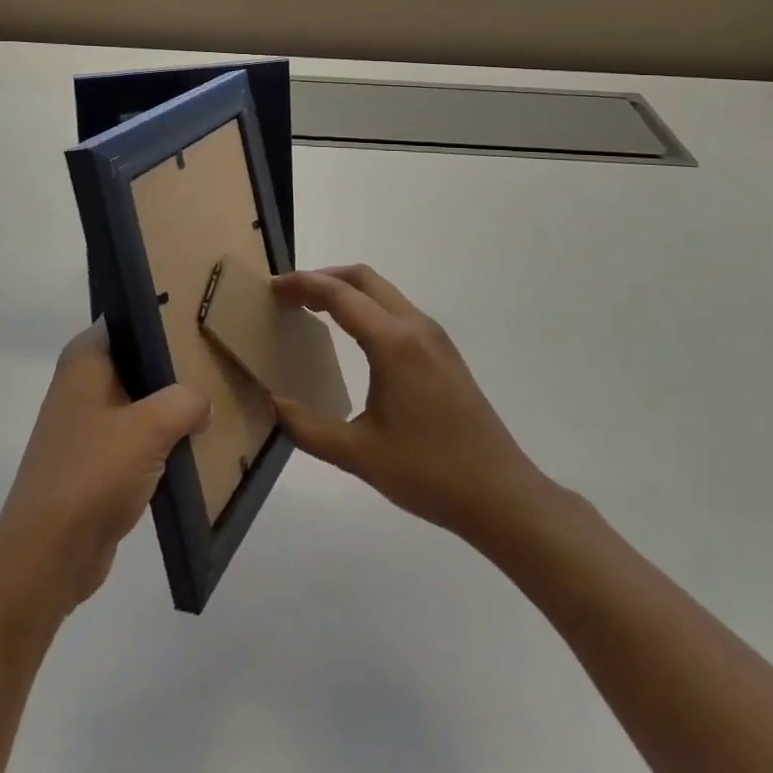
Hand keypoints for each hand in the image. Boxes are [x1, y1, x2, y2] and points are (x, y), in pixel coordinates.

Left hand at [0, 322, 210, 613]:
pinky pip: (137, 440)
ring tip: (217, 400)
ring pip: (140, 402)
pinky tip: (196, 447)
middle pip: (137, 360)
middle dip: (175, 365)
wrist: (47, 557)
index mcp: (85, 360)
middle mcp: (82, 384)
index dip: (163, 315)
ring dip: (171, 408)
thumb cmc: (92, 474)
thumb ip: (184, 402)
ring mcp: (87, 425)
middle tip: (218, 358)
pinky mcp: (95, 464)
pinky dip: (162, 443)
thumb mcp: (149, 428)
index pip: (128, 317)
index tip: (202, 315)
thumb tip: (203, 402)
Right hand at [272, 265, 549, 550]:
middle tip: (290, 295)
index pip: (338, 294)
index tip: (272, 288)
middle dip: (323, 278)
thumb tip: (272, 403)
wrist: (501, 494)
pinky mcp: (444, 351)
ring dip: (347, 290)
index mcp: (392, 342)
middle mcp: (414, 326)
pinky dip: (367, 306)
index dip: (302, 284)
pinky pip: (397, 309)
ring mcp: (434, 336)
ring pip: (383, 291)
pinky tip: (354, 335)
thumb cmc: (428, 473)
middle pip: (363, 278)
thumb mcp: (358, 455)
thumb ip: (307, 427)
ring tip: (314, 309)